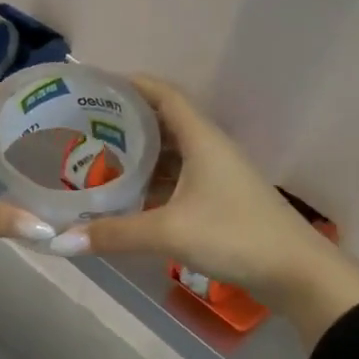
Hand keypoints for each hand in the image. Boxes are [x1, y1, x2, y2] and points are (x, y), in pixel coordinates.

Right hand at [50, 76, 358, 346]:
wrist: (298, 274)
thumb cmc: (235, 236)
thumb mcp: (169, 232)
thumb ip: (114, 234)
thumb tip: (59, 242)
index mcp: (201, 139)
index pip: (164, 94)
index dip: (131, 84)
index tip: (95, 86)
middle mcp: (209, 149)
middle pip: (163, 122)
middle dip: (126, 122)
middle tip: (84, 128)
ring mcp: (217, 176)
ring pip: (171, 154)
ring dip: (139, 156)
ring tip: (97, 160)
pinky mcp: (220, 201)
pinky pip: (177, 179)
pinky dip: (152, 183)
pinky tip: (127, 197)